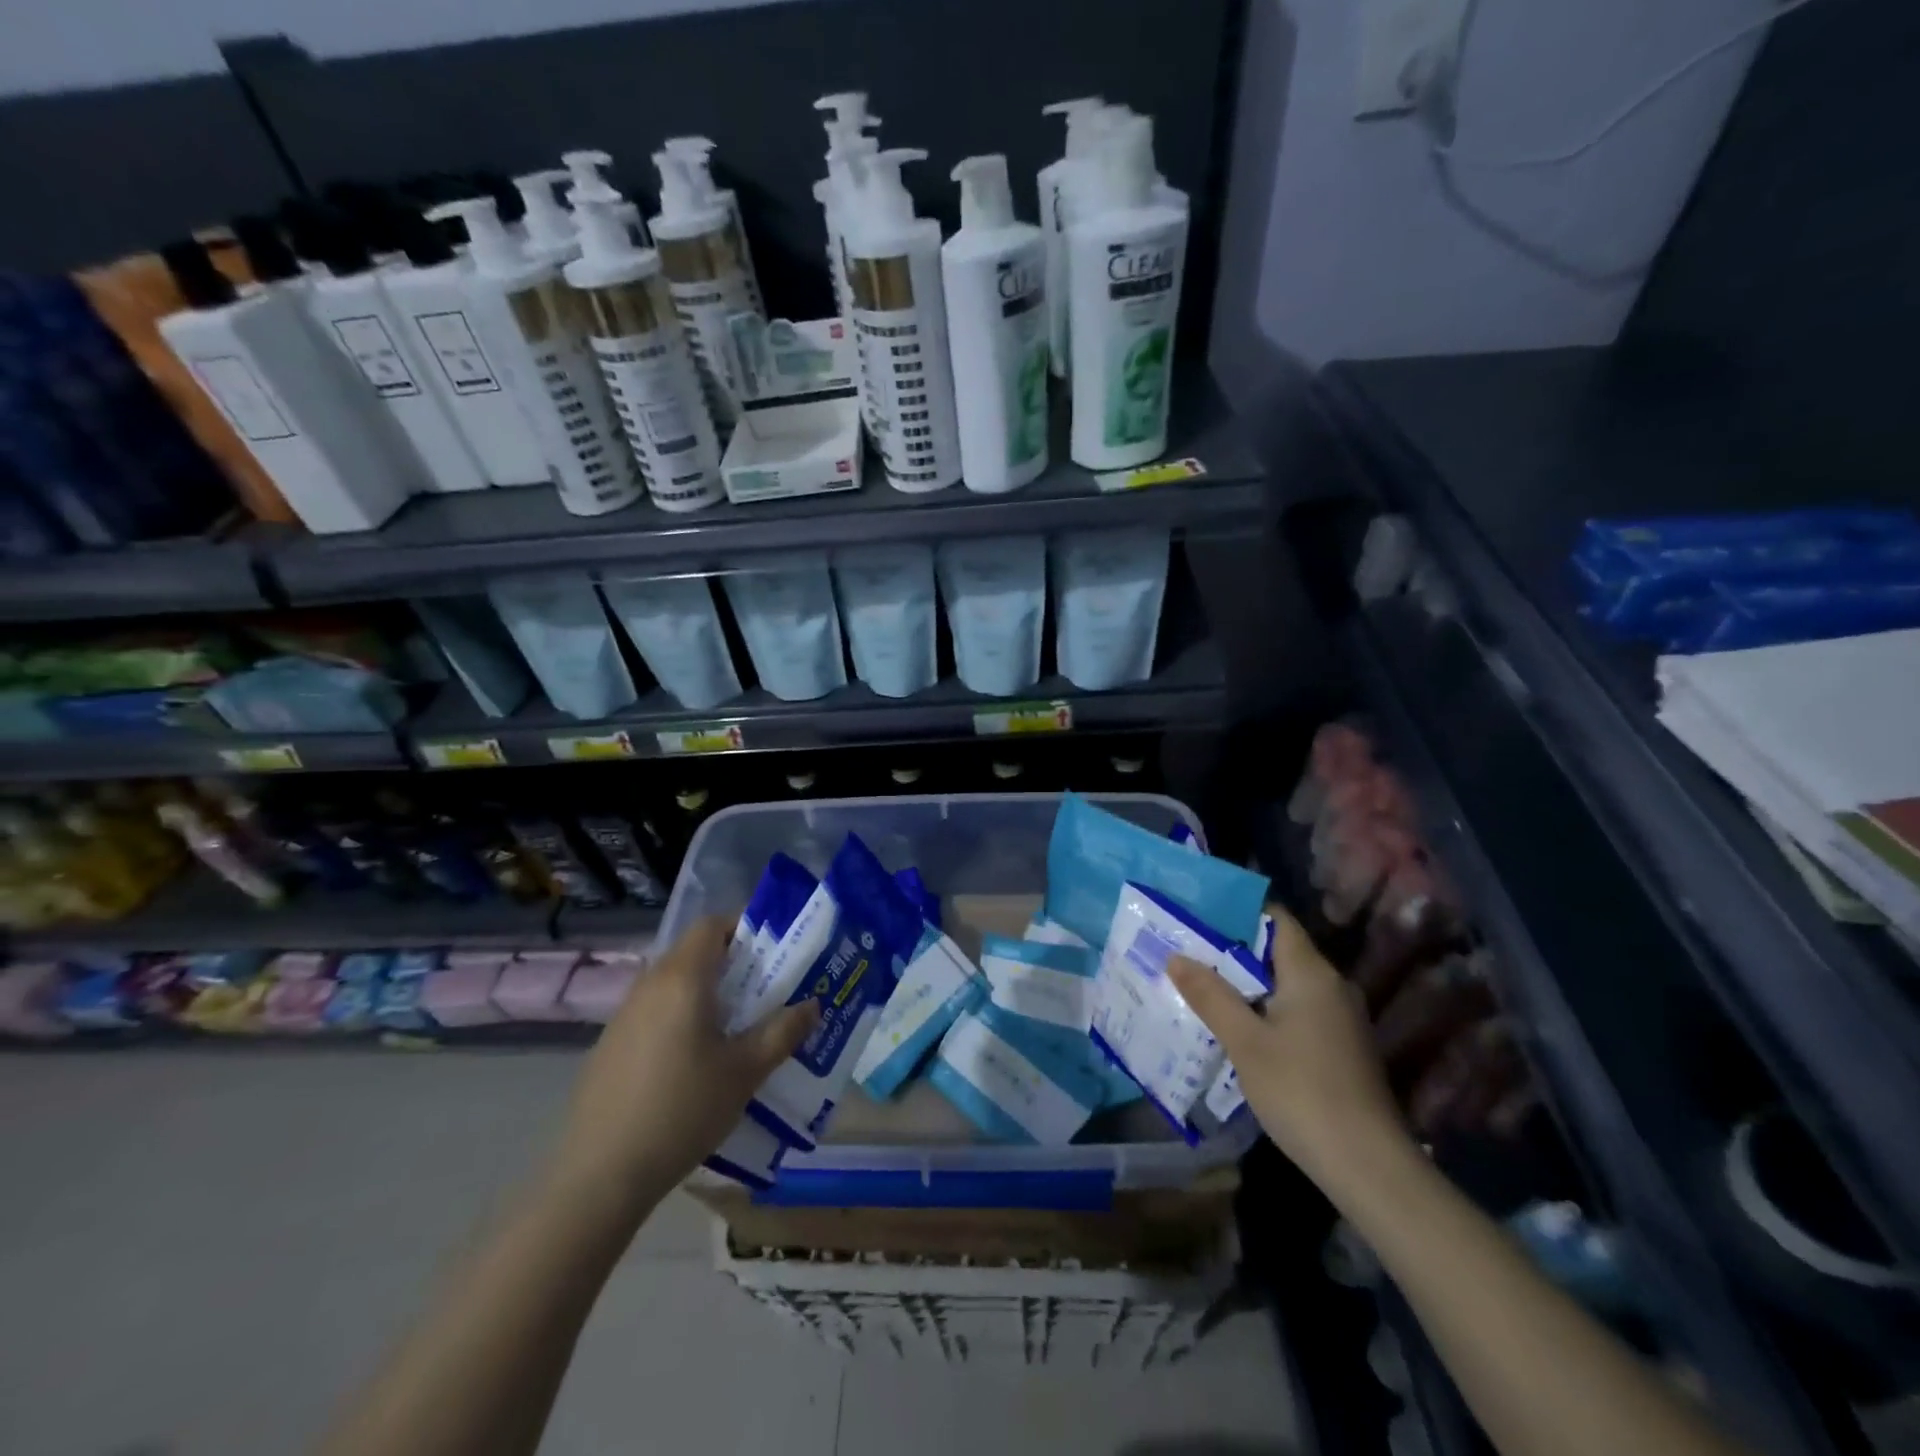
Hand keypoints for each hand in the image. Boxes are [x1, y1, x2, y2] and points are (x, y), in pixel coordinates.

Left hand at [545, 917, 817, 1221]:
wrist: (600, 1174)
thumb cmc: (683, 1109)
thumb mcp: (745, 1071)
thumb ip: (783, 1032)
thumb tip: (812, 1005)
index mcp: (683, 979)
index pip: (712, 925)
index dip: (744, 927)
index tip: (774, 949)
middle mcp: (650, 985)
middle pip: (694, 952)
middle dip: (733, 962)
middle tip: (767, 989)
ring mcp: (625, 1015)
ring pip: (674, 982)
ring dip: (707, 990)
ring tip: (738, 1025)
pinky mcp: (611, 1044)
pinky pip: (656, 1010)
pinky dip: (682, 1015)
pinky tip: (696, 1059)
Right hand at [1169, 910, 1407, 1188]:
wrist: (1369, 1167)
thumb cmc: (1302, 1091)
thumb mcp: (1245, 1042)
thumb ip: (1210, 995)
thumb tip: (1176, 956)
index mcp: (1312, 973)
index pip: (1276, 919)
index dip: (1238, 911)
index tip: (1198, 913)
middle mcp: (1332, 986)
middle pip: (1278, 951)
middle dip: (1233, 949)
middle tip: (1187, 950)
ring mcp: (1340, 1018)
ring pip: (1286, 984)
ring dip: (1247, 983)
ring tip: (1201, 984)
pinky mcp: (1341, 1047)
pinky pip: (1296, 1011)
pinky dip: (1265, 1009)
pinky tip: (1236, 1026)